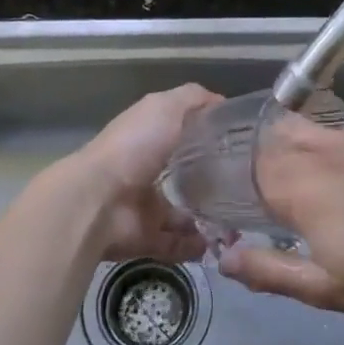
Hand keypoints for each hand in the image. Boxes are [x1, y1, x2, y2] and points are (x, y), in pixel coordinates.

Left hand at [70, 84, 221, 263]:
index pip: (181, 135)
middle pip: (183, 177)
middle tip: (246, 188)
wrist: (97, 201)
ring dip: (208, 219)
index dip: (207, 137)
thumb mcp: (165, 107)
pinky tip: (218, 243)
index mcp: (148, 139)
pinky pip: (176, 244)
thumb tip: (221, 103)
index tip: (239, 144)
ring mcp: (144, 208)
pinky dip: (195, 246)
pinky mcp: (146, 238)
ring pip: (182, 214)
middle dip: (212, 184)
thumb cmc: (134, 147)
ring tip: (238, 220)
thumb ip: (193, 99)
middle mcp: (145, 172)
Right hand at [217, 118, 343, 320]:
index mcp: (297, 187)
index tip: (245, 202)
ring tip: (316, 181)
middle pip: (273, 137)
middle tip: (275, 192)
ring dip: (300, 149)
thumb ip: (269, 271)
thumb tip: (224, 258)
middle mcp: (320, 151)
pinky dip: (341, 151)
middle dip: (265, 158)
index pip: (248, 167)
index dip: (240, 181)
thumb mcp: (325, 289)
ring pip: (310, 130)